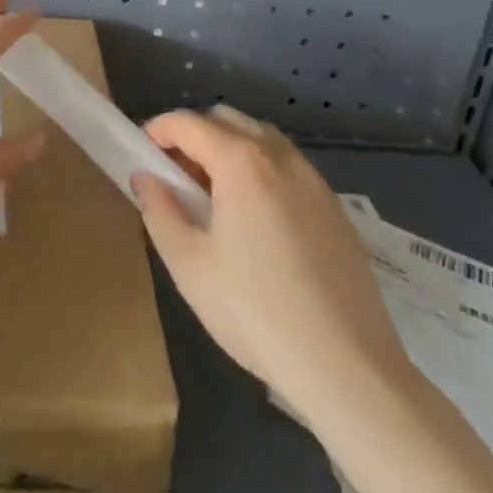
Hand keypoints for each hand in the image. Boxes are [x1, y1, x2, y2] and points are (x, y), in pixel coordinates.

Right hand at [131, 105, 412, 423]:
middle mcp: (279, 156)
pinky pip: (289, 167)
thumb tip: (145, 177)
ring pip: (261, 139)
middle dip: (194, 134)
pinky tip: (258, 219)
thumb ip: (159, 211)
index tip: (141, 151)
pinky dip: (263, 171)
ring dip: (230, 148)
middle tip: (176, 174)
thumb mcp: (189, 266)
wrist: (351, 372)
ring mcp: (314, 181)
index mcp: (240, 161)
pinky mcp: (337, 210)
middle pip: (226, 120)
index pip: (188, 122)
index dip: (158, 129)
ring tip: (216, 195)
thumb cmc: (257, 313)